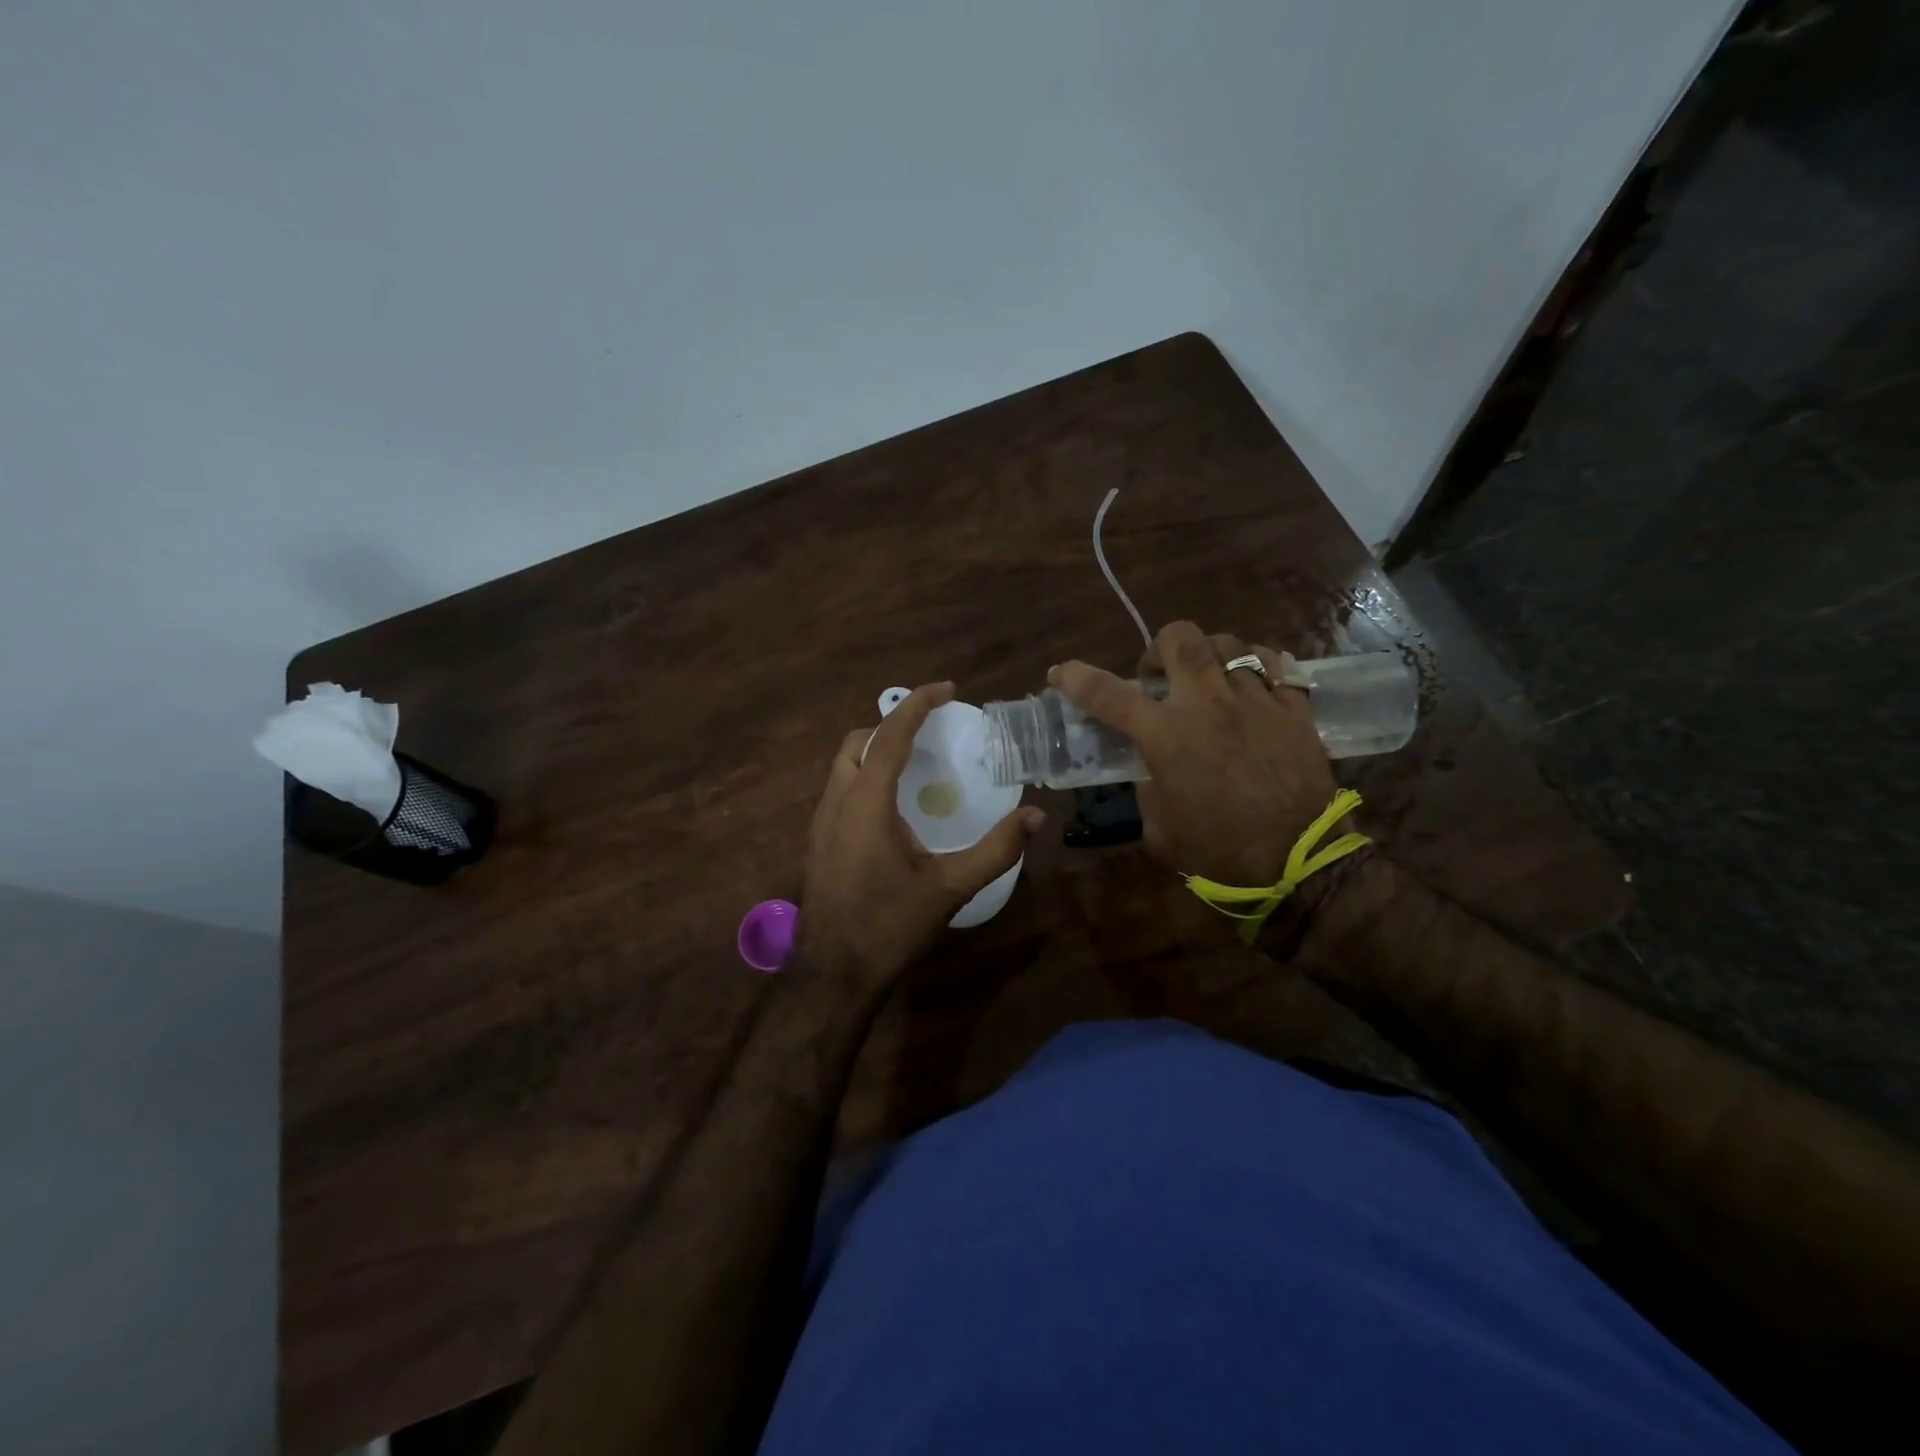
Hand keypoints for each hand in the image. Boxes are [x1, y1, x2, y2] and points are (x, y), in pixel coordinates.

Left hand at [800, 682, 1044, 985]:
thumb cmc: (890, 925)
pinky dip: (865, 776)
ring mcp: (821, 821)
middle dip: (892, 725)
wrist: (832, 973)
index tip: (947, 689)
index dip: (918, 704)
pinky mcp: (818, 841)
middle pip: (858, 741)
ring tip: (915, 763)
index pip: (890, 734)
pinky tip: (893, 807)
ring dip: (876, 751)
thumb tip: (1035, 816)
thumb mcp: (949, 887)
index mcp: (866, 801)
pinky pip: (840, 789)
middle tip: (930, 731)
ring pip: (844, 765)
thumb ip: (995, 849)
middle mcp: (837, 800)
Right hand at [1051, 622, 1337, 885]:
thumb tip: (1151, 772)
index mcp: (1166, 736)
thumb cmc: (1219, 851)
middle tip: (1158, 675)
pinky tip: (1254, 685)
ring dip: (1209, 656)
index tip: (1060, 672)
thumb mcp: (1161, 830)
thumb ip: (1148, 790)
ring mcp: (1255, 701)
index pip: (1107, 694)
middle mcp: (1207, 705)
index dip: (1076, 678)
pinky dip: (1259, 667)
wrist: (1298, 861)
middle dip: (1159, 647)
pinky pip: (1277, 666)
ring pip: (1229, 644)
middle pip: (1180, 639)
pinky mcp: (1294, 709)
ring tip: (1209, 680)